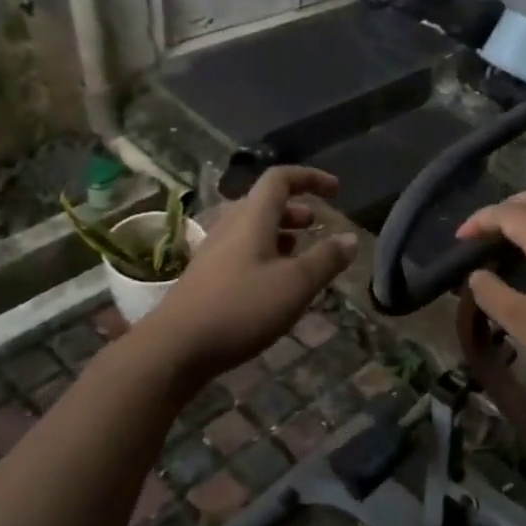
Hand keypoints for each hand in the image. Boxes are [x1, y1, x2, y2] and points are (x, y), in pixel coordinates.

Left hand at [140, 167, 356, 382]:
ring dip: (280, 232)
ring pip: (252, 228)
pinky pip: (242, 250)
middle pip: (264, 202)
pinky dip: (265, 253)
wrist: (175, 347)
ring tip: (301, 253)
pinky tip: (275, 283)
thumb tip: (350, 238)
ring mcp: (214, 251)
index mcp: (252, 217)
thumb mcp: (295, 285)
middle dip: (295, 209)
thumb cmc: (241, 308)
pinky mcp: (206, 276)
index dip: (310, 178)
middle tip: (316, 225)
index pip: (280, 179)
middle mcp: (230, 226)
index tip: (336, 191)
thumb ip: (326, 259)